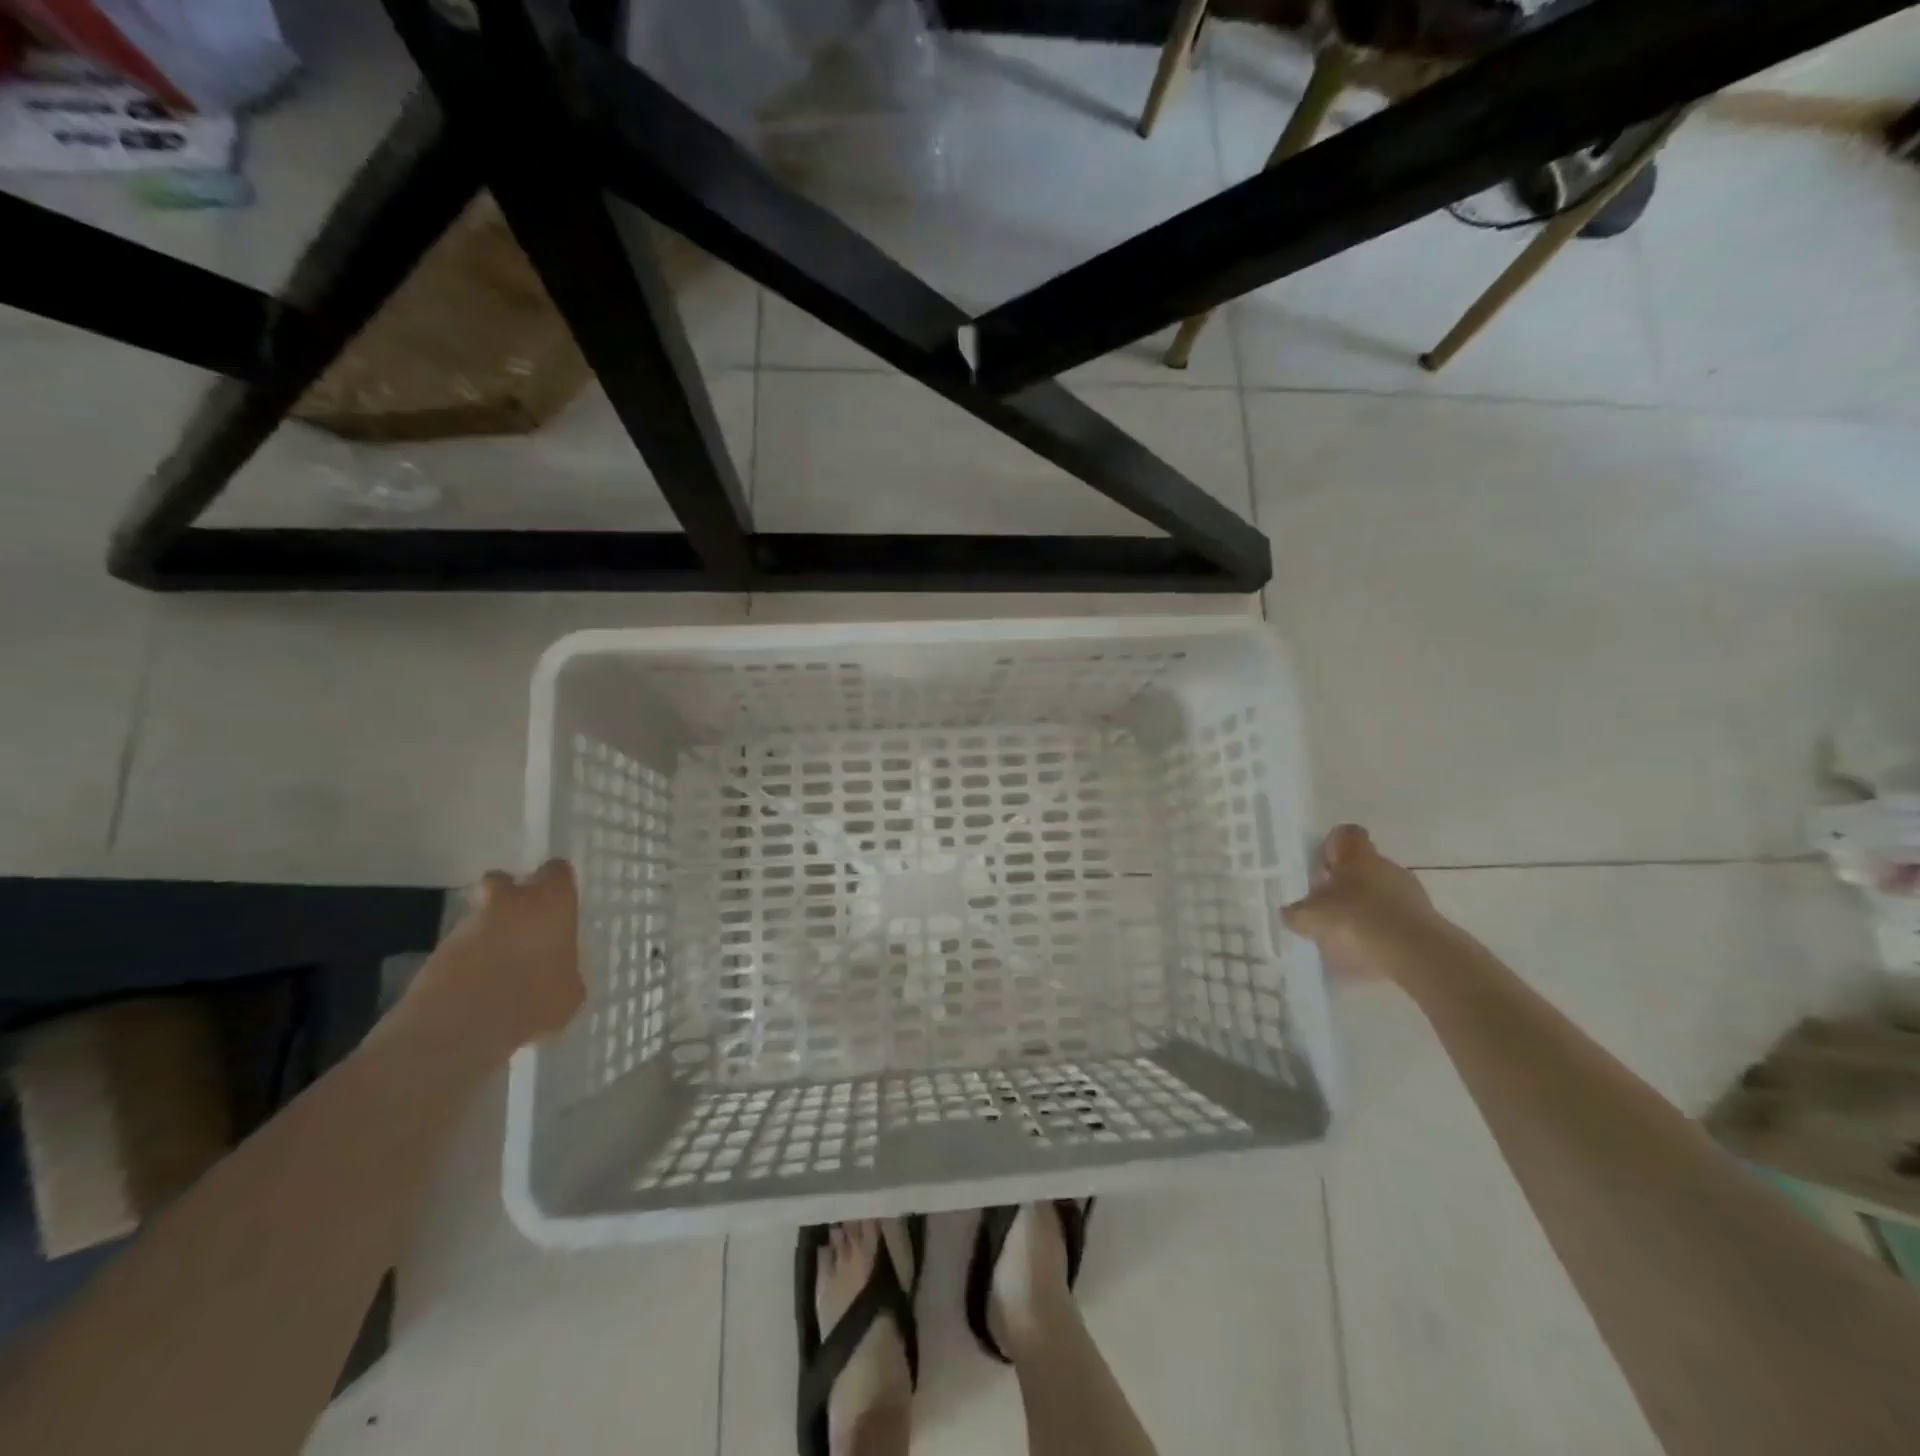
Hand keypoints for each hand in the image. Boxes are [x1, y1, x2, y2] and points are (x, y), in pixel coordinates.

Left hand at [403, 860, 585, 1060]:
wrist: (458, 1029)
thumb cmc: (533, 1000)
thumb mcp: (570, 992)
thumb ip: (565, 969)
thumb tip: (557, 972)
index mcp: (551, 902)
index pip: (557, 871)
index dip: (558, 884)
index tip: (561, 904)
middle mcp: (510, 902)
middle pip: (504, 881)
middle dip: (509, 897)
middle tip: (522, 926)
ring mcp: (468, 925)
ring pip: (480, 917)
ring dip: (489, 934)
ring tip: (501, 971)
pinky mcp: (437, 952)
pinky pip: (461, 948)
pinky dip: (469, 962)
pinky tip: (480, 990)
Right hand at [1281, 825, 1450, 983]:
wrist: (1416, 953)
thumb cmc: (1356, 920)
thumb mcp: (1312, 918)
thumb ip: (1297, 913)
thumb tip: (1289, 912)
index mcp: (1357, 857)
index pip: (1347, 834)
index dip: (1333, 845)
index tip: (1322, 864)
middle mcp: (1385, 866)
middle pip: (1363, 865)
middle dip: (1346, 882)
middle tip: (1328, 905)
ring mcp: (1410, 892)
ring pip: (1381, 891)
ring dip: (1366, 906)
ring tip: (1348, 934)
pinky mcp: (1426, 918)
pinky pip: (1396, 917)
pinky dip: (1383, 928)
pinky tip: (1369, 950)